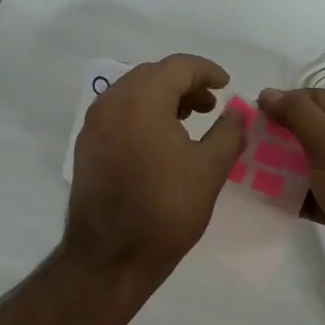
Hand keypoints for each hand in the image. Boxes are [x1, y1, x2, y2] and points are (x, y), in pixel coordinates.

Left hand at [64, 54, 246, 279]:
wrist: (110, 257)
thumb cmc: (166, 209)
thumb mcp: (210, 169)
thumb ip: (229, 132)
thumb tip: (237, 111)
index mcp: (141, 100)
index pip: (177, 66)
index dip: (207, 71)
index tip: (227, 86)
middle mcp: (111, 103)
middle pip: (152, 75)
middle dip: (184, 83)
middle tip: (211, 104)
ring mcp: (94, 125)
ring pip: (132, 93)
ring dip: (163, 97)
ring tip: (190, 119)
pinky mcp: (87, 147)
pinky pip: (118, 113)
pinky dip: (143, 114)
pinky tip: (161, 139)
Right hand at [257, 87, 324, 288]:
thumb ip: (298, 114)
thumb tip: (267, 93)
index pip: (317, 99)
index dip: (285, 104)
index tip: (252, 116)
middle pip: (311, 130)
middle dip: (279, 136)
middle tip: (246, 143)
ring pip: (308, 162)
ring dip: (280, 165)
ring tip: (247, 168)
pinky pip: (310, 190)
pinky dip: (290, 192)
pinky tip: (262, 194)